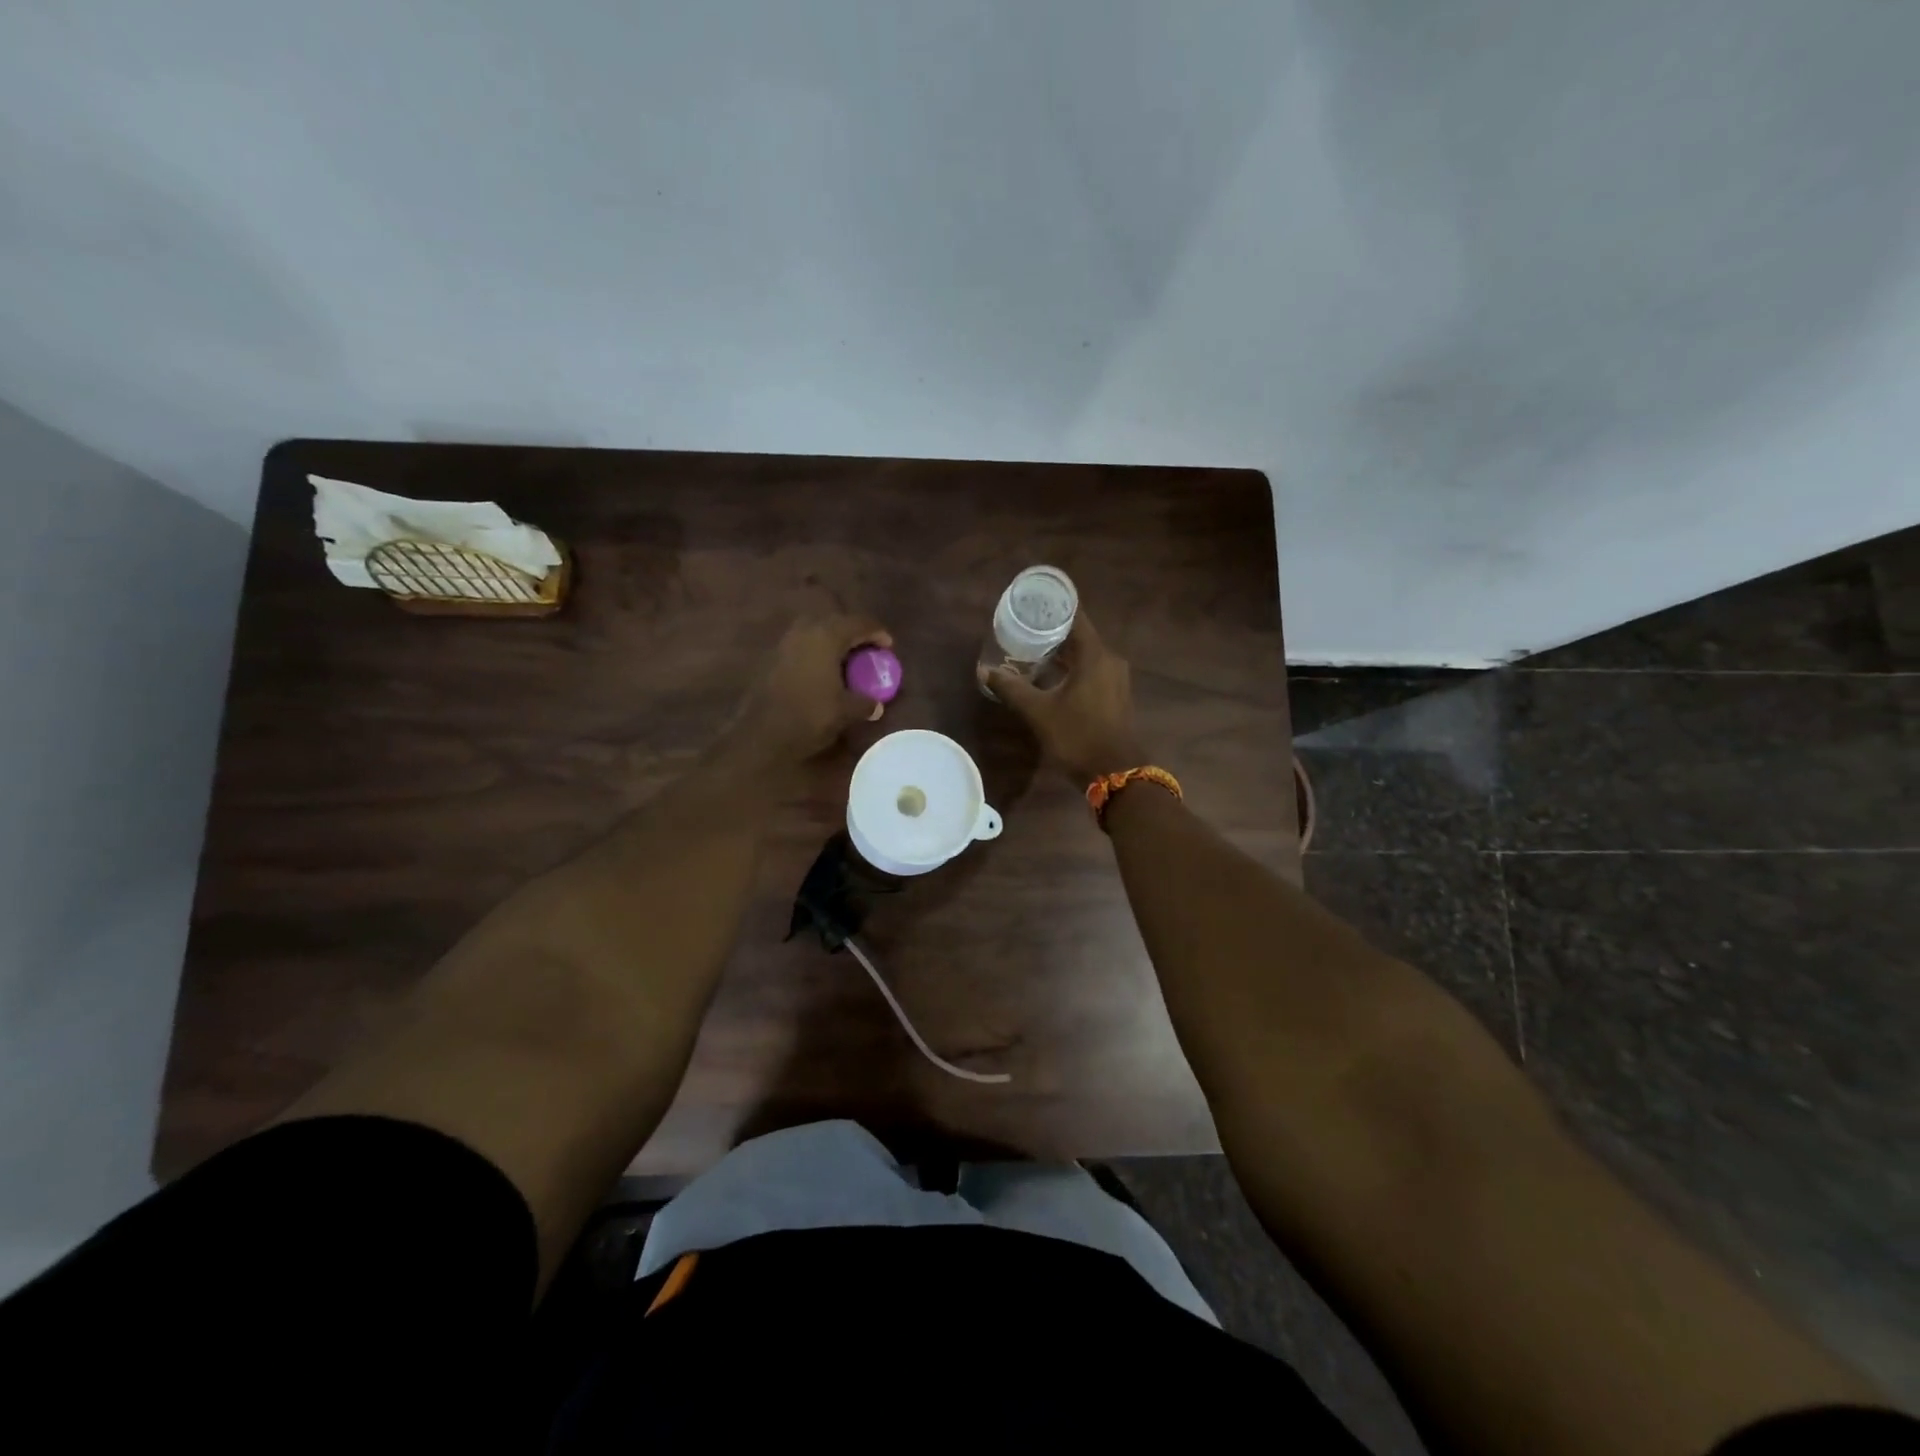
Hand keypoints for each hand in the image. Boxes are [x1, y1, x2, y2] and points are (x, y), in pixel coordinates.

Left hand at [724, 614, 893, 770]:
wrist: (762, 734)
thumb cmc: (809, 716)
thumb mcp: (845, 711)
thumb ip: (865, 703)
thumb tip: (876, 705)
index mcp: (826, 636)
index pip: (858, 623)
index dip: (877, 632)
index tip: (889, 646)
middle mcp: (804, 631)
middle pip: (835, 622)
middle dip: (853, 633)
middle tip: (867, 650)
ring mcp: (785, 643)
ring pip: (815, 632)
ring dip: (833, 642)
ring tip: (846, 661)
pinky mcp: (773, 658)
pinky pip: (802, 646)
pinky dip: (817, 653)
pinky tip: (823, 672)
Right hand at [980, 612, 1146, 783]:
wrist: (1116, 773)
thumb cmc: (1078, 736)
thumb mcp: (1039, 712)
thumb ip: (1011, 688)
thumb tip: (984, 670)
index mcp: (1095, 656)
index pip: (1075, 617)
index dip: (1054, 608)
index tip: (1032, 602)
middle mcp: (1109, 661)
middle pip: (1079, 636)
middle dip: (1051, 632)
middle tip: (1023, 627)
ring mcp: (1115, 679)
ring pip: (1085, 656)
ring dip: (1061, 653)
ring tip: (1030, 651)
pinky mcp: (1114, 696)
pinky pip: (1090, 671)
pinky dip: (1071, 669)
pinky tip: (1050, 677)